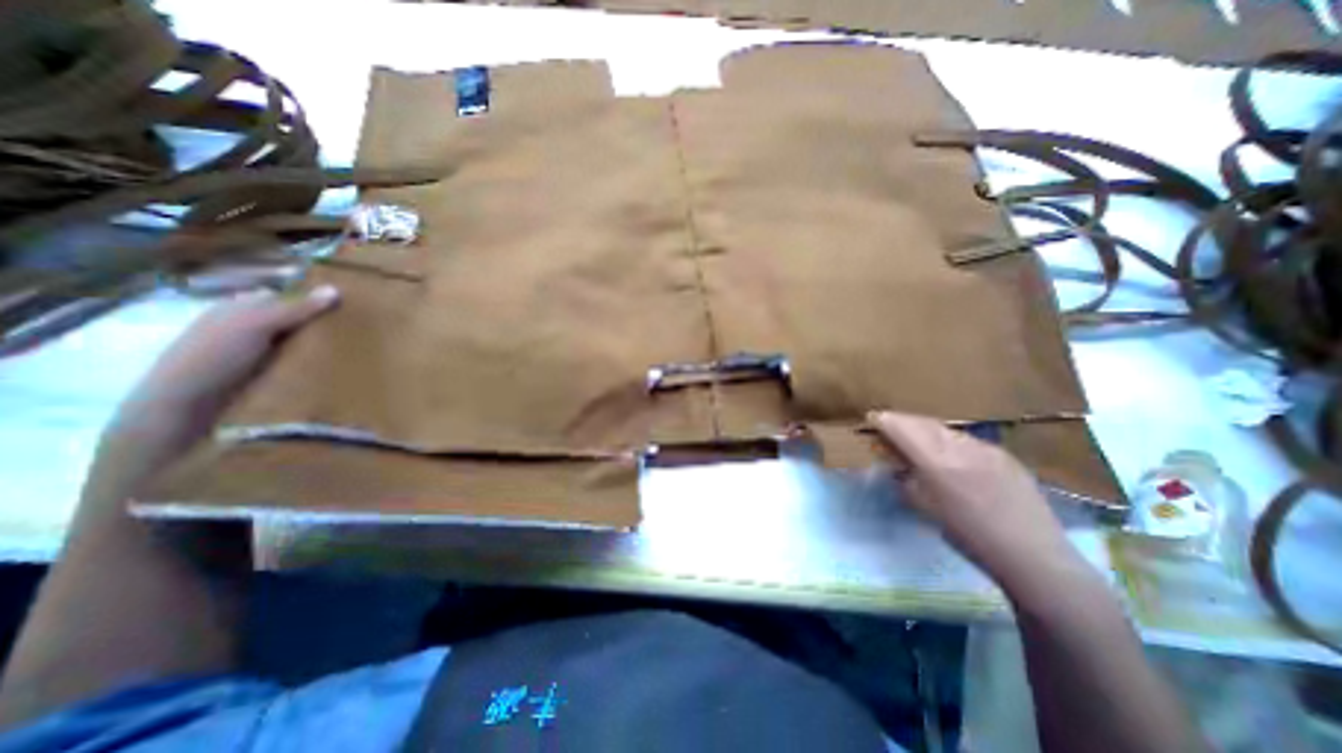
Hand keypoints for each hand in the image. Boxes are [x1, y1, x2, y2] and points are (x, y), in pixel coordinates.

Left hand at [112, 285, 340, 439]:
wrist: (185, 408)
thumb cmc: (213, 356)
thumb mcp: (256, 324)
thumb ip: (296, 308)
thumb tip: (337, 289)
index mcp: (241, 308)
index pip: (286, 297)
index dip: (313, 300)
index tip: (348, 307)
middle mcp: (249, 327)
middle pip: (296, 321)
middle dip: (322, 325)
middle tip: (360, 331)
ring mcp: (257, 354)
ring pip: (300, 344)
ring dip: (323, 349)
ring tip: (358, 352)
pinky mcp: (266, 377)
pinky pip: (299, 365)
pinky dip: (316, 366)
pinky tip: (338, 370)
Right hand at [873, 411, 1077, 582]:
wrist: (1033, 556)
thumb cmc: (968, 536)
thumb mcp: (924, 507)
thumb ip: (906, 479)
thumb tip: (896, 464)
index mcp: (937, 462)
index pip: (903, 428)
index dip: (884, 421)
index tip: (872, 419)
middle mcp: (961, 447)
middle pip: (923, 422)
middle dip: (903, 420)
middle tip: (889, 425)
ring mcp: (986, 448)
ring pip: (946, 429)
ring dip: (926, 429)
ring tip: (917, 438)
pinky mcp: (1005, 455)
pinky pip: (967, 440)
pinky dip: (949, 440)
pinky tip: (951, 455)